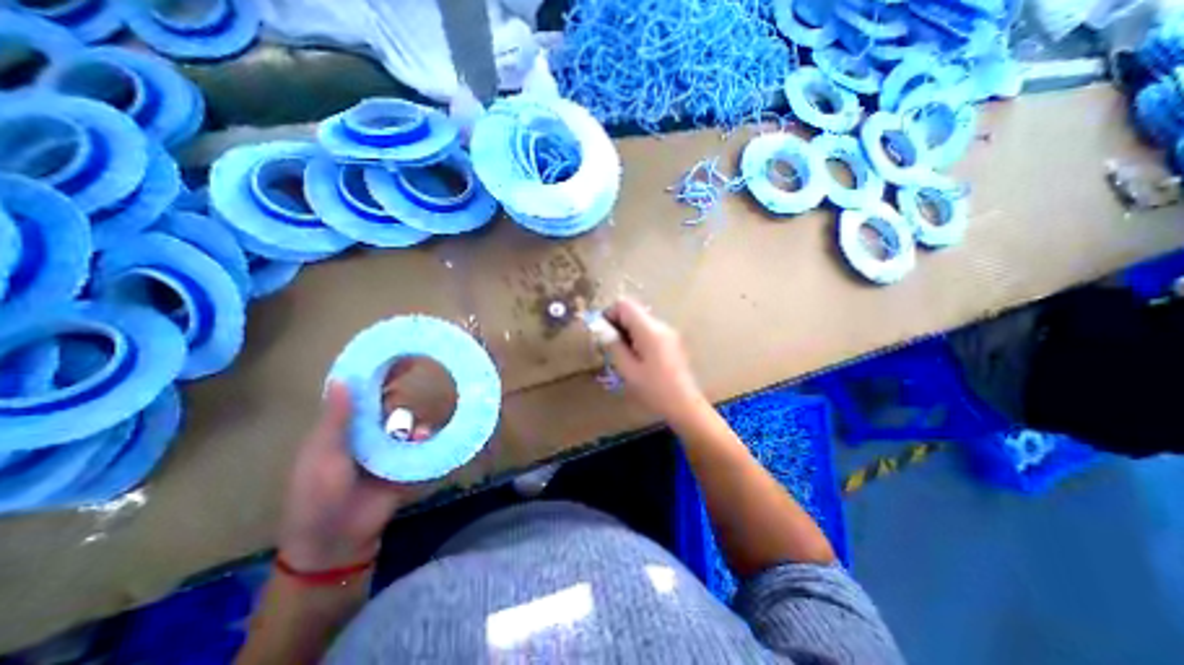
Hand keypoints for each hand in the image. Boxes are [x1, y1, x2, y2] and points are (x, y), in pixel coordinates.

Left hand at [279, 377, 428, 568]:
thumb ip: (335, 420)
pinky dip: (423, 438)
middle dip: (401, 391)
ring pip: (408, 421)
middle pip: (390, 403)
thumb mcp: (321, 456)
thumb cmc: (317, 495)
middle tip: (417, 378)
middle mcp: (370, 432)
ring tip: (408, 433)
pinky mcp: (407, 462)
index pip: (363, 393)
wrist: (337, 539)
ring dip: (412, 421)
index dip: (377, 374)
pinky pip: (421, 443)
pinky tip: (420, 441)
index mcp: (345, 428)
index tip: (396, 355)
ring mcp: (390, 447)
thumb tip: (342, 379)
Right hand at [604, 299, 705, 423]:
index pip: (624, 305)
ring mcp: (668, 332)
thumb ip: (614, 346)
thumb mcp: (628, 370)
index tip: (603, 334)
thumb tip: (602, 329)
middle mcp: (660, 325)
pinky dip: (637, 337)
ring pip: (641, 321)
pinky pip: (649, 330)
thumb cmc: (654, 390)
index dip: (609, 314)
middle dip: (618, 324)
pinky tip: (637, 358)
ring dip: (627, 332)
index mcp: (649, 330)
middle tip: (611, 347)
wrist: (685, 405)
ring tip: (623, 355)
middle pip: (633, 311)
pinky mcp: (671, 341)